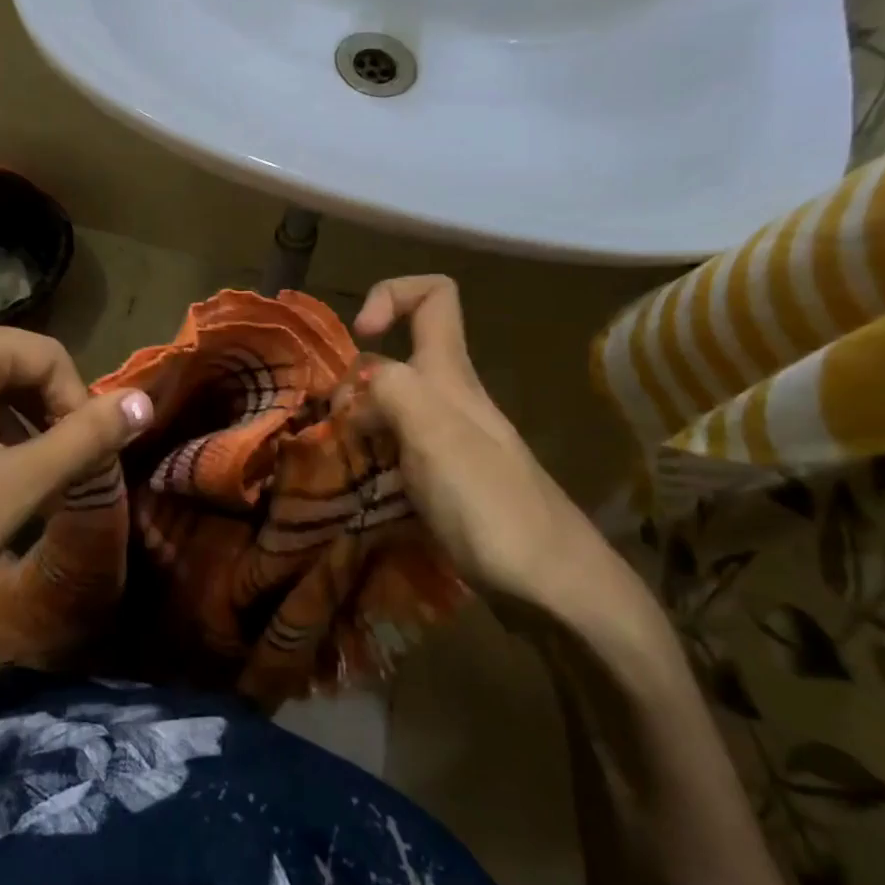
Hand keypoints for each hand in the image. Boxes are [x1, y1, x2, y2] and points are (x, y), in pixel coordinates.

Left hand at [0, 322, 152, 725]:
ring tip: (14, 489)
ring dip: (6, 430)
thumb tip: (145, 402)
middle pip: (7, 367)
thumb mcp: (13, 489)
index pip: (46, 356)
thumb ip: (85, 439)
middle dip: (42, 418)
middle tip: (54, 479)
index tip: (85, 463)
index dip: (79, 406)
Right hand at [350, 276, 647, 629]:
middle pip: (396, 360)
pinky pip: (395, 451)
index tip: (360, 336)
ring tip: (332, 460)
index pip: (435, 296)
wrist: (554, 590)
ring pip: (390, 409)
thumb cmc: (492, 507)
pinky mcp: (446, 483)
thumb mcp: (436, 435)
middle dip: (353, 380)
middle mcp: (450, 400)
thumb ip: (393, 391)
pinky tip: (356, 490)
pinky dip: (369, 459)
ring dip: (355, 424)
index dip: (391, 295)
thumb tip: (357, 386)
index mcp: (451, 376)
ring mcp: (449, 444)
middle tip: (330, 425)